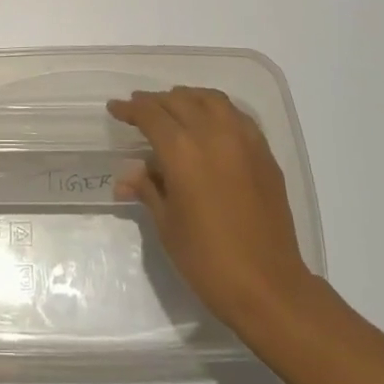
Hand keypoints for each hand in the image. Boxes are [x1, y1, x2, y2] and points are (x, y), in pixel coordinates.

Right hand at [108, 86, 319, 339]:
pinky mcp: (264, 152)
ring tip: (174, 108)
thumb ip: (148, 189)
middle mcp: (213, 134)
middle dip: (155, 102)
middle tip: (139, 109)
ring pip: (211, 100)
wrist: (268, 286)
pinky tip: (210, 124)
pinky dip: (217, 111)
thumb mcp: (167, 224)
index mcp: (183, 151)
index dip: (130, 109)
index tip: (115, 109)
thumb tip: (128, 175)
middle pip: (179, 100)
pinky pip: (236, 116)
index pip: (150, 114)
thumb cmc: (207, 259)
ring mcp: (244, 140)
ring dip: (187, 98)